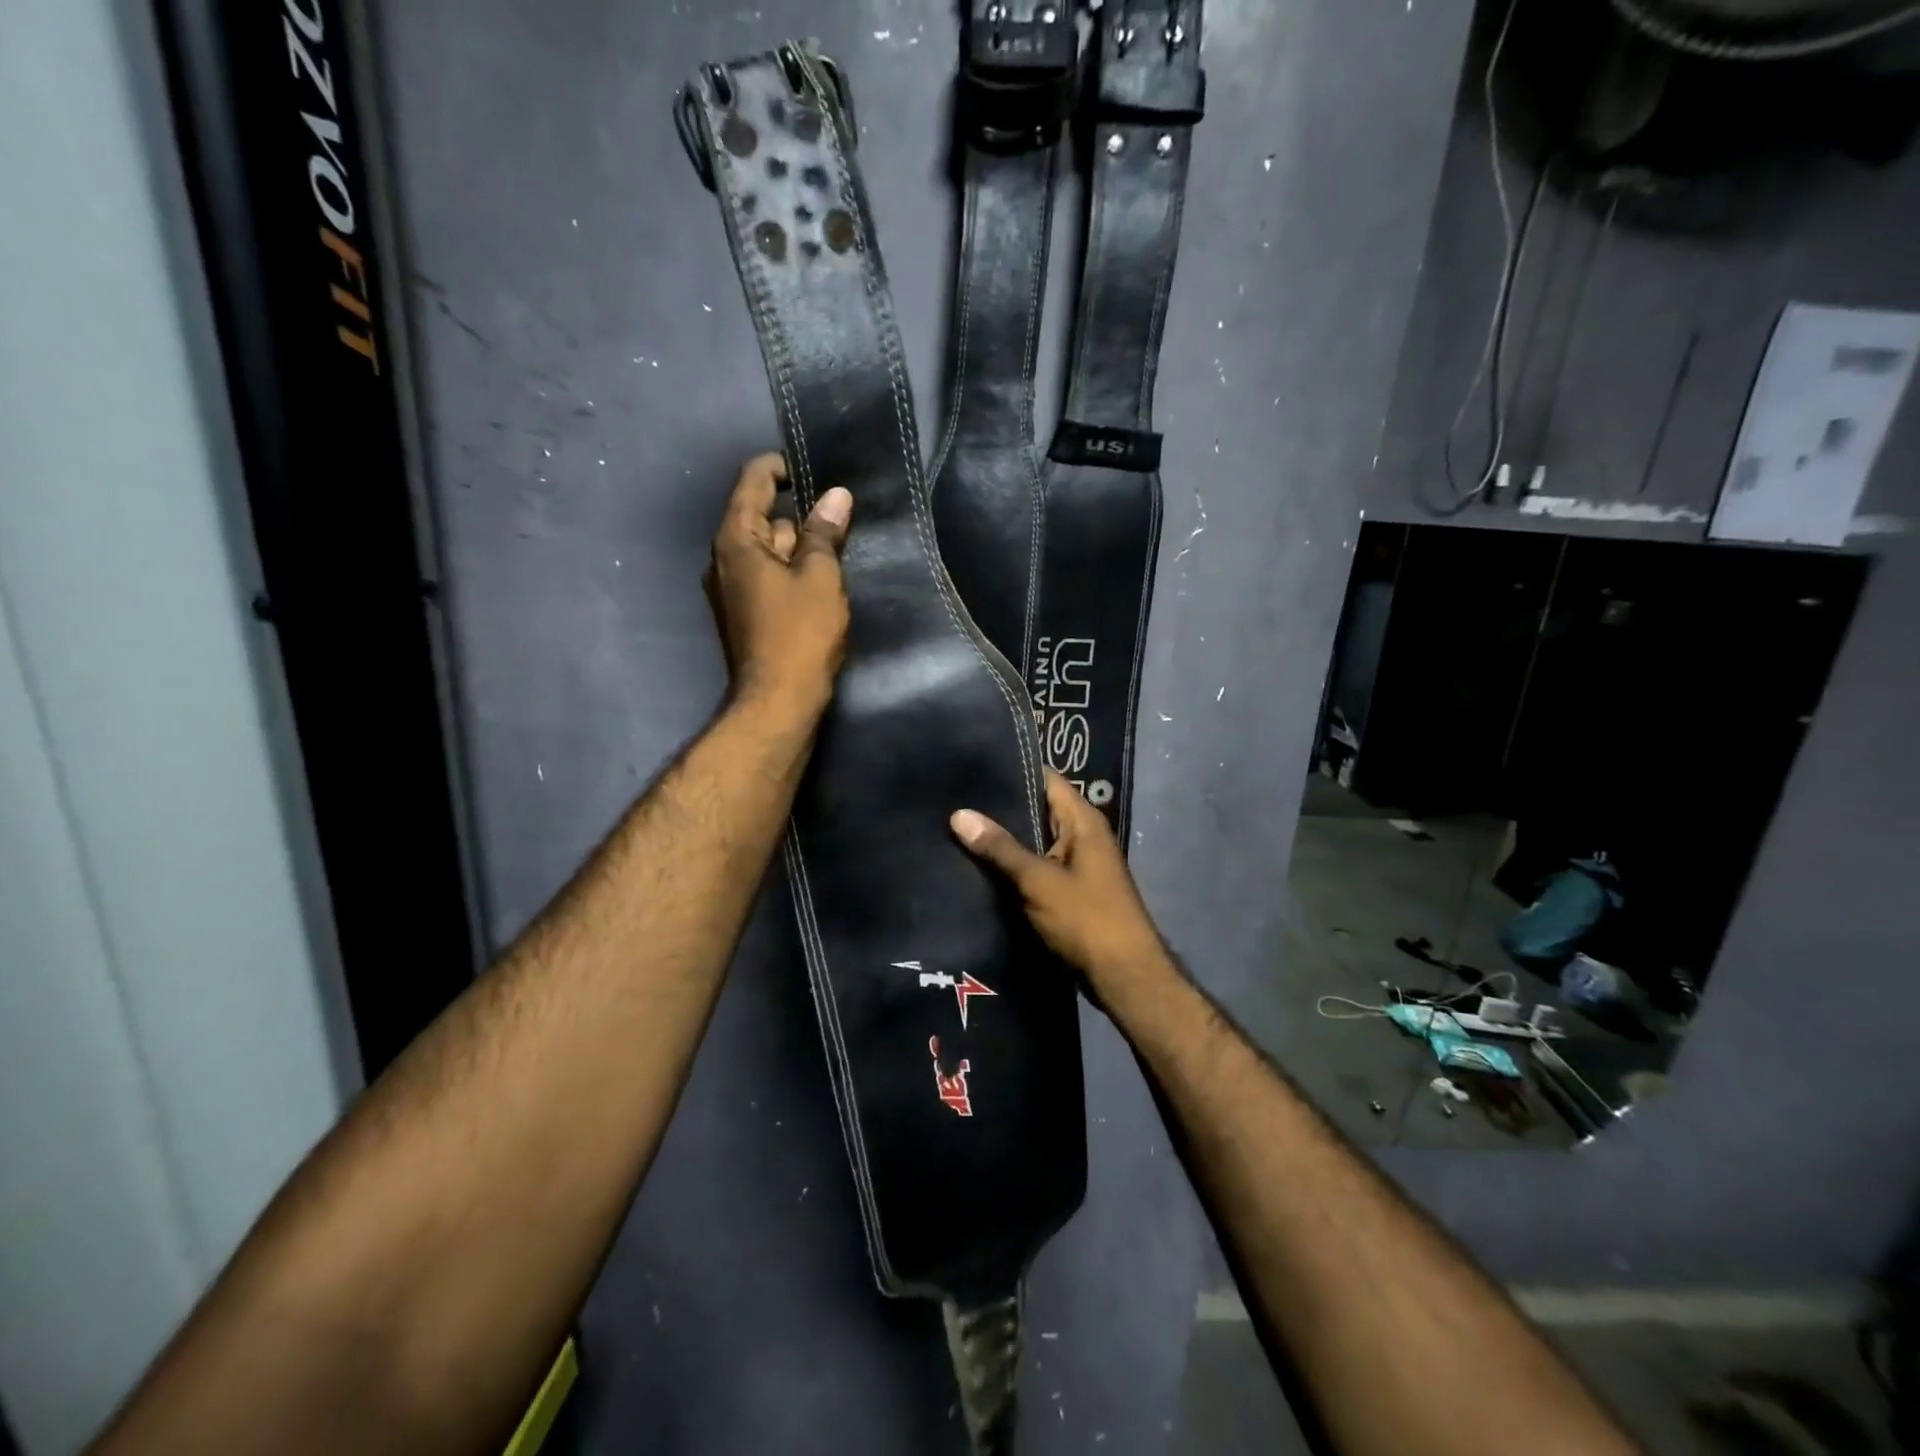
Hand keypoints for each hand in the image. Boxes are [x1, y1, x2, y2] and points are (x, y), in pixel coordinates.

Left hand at [707, 453, 851, 713]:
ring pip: (769, 550)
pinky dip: (793, 571)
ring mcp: (732, 589)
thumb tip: (835, 496)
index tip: (816, 471)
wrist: (778, 701)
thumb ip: (824, 533)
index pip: (753, 481)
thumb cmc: (800, 633)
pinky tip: (823, 582)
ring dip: (800, 546)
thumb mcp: (820, 577)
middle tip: (841, 515)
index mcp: (736, 540)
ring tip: (840, 548)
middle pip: (762, 517)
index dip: (782, 467)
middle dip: (800, 513)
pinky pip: (769, 577)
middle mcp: (725, 559)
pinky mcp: (746, 614)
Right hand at [951, 770, 1173, 1003]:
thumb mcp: (1038, 880)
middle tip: (953, 798)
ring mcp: (1076, 864)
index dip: (1012, 770)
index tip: (972, 766)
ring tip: (956, 826)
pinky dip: (1012, 865)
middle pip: (1037, 809)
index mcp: (1083, 821)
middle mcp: (1082, 835)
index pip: (1045, 778)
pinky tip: (978, 865)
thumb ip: (1000, 847)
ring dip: (1003, 839)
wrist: (1123, 977)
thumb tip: (959, 814)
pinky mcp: (1068, 890)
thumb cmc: (1086, 919)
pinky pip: (1036, 866)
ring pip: (1033, 840)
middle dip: (999, 807)